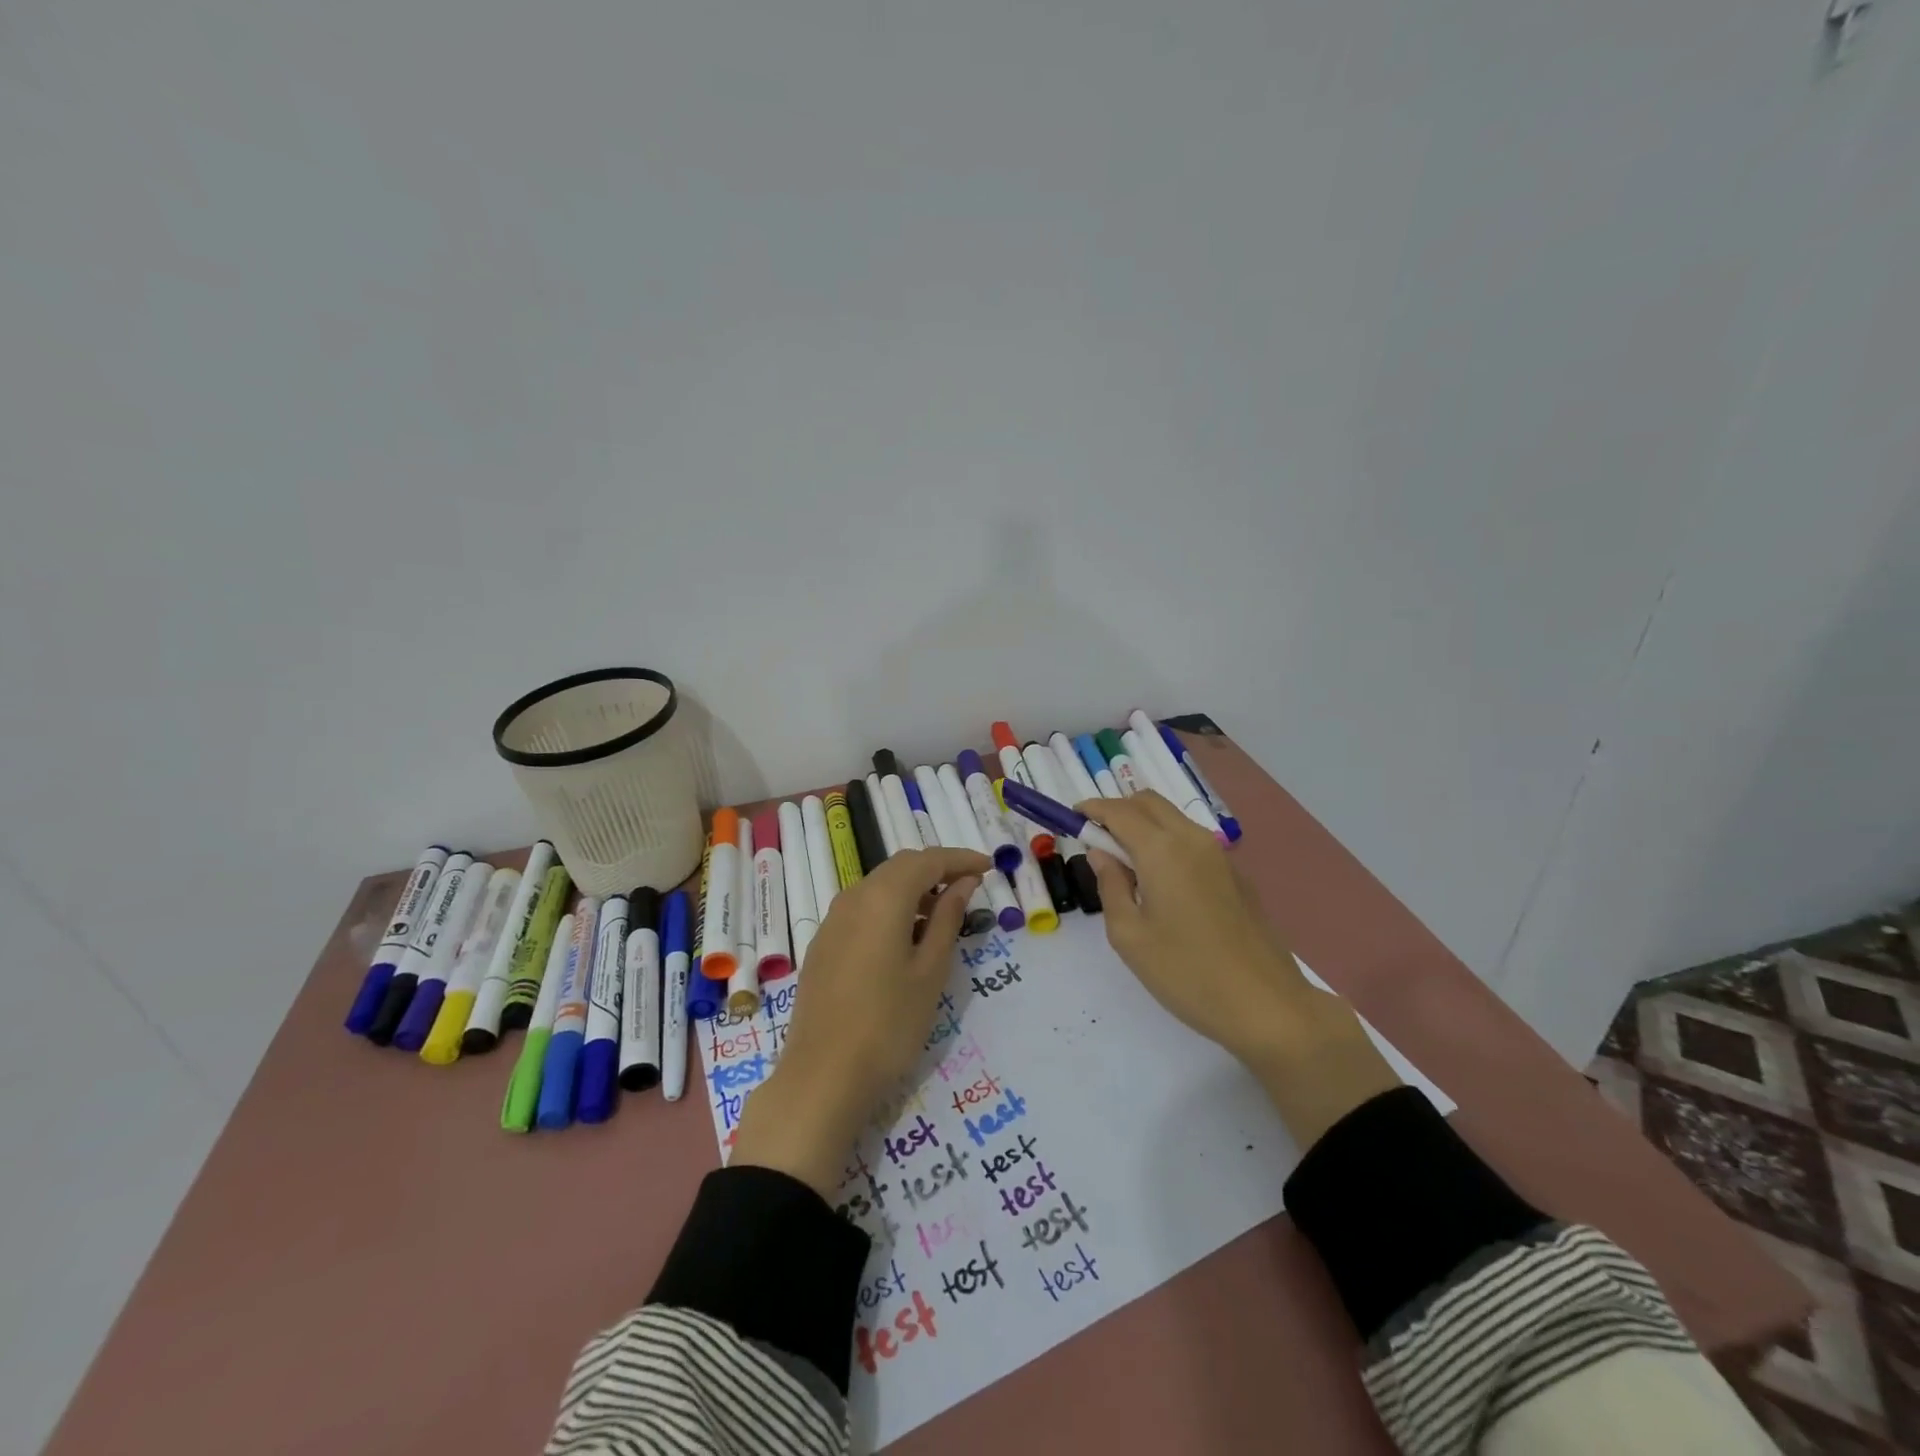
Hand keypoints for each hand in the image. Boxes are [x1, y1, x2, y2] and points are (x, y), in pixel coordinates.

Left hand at [730, 846, 987, 1195]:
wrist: (822, 1077)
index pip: (927, 860)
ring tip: (943, 912)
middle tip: (970, 886)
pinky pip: (862, 908)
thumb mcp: (930, 971)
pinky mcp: (823, 944)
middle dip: (937, 869)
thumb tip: (963, 883)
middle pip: (900, 867)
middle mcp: (853, 897)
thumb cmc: (888, 1024)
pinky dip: (890, 908)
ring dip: (913, 888)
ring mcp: (832, 921)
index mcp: (882, 897)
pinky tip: (905, 936)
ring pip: (879, 886)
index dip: (960, 859)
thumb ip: (947, 919)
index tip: (989, 867)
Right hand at [1079, 791, 1398, 1147]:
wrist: (1267, 1005)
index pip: (1119, 811)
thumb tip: (1102, 854)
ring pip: (1173, 819)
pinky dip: (1166, 842)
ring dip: (1143, 825)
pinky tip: (1160, 883)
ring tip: (1124, 863)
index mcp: (1162, 850)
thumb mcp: (1129, 936)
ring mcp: (1220, 856)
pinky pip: (1191, 841)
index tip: (1071, 817)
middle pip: (1149, 803)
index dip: (1092, 809)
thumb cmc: (1186, 973)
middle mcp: (1192, 840)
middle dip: (1117, 810)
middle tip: (1095, 839)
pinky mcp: (1236, 875)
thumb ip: (1111, 886)